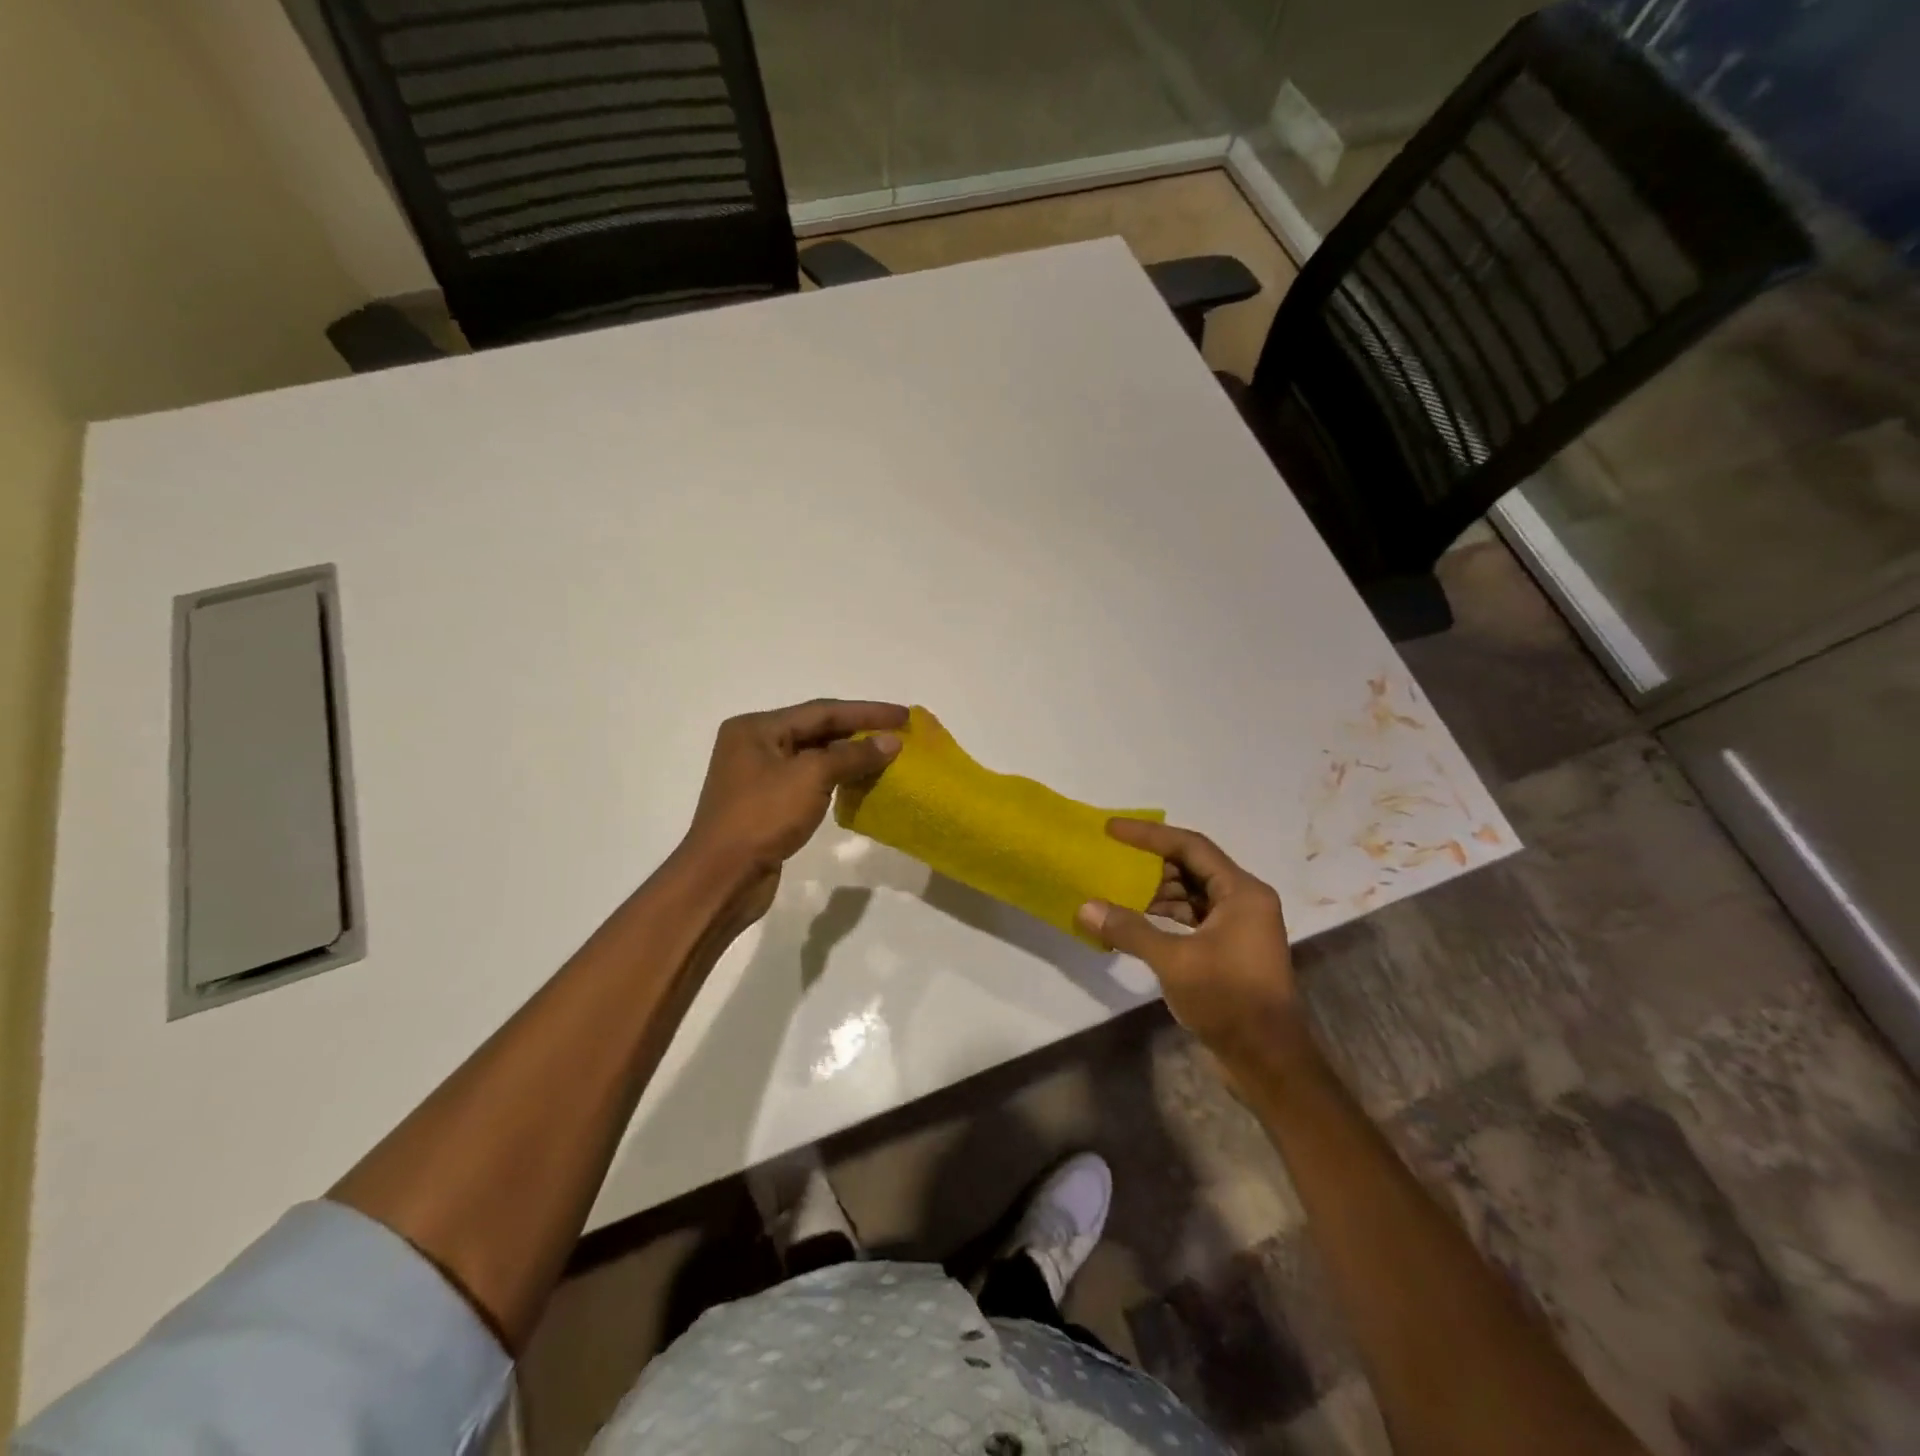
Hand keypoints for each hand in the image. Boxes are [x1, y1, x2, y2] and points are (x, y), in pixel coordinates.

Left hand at [679, 699, 906, 892]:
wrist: (723, 877)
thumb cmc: (762, 817)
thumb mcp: (811, 777)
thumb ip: (853, 755)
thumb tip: (891, 742)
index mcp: (756, 728)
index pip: (822, 710)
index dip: (866, 712)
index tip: (903, 716)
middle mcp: (754, 745)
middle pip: (816, 730)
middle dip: (859, 731)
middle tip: (899, 734)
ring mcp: (759, 776)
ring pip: (814, 757)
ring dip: (849, 756)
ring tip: (887, 756)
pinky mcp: (767, 804)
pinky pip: (808, 781)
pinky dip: (836, 779)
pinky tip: (860, 782)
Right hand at [1075, 820, 1300, 1071]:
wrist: (1268, 1060)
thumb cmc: (1228, 999)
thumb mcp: (1174, 961)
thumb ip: (1130, 930)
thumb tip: (1086, 907)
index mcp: (1241, 892)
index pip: (1191, 846)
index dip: (1149, 835)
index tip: (1113, 829)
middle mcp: (1244, 900)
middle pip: (1192, 867)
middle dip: (1150, 864)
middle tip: (1112, 860)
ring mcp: (1239, 926)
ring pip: (1191, 894)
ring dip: (1156, 892)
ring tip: (1117, 892)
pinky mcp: (1230, 949)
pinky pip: (1193, 918)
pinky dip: (1166, 916)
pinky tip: (1136, 923)